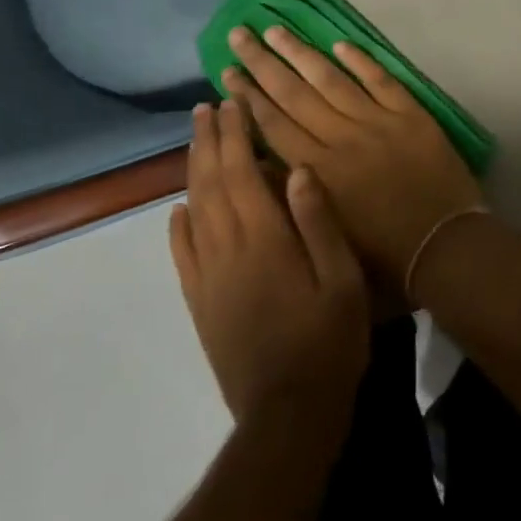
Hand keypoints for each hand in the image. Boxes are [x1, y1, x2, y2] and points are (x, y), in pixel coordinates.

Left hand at [170, 100, 368, 434]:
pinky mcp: (201, 304)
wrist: (287, 416)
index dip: (235, 134)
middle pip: (211, 183)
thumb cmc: (328, 342)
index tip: (232, 103)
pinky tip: (178, 210)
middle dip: (208, 141)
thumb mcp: (343, 280)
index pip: (242, 171)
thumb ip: (318, 222)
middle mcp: (228, 249)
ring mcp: (208, 278)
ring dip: (193, 171)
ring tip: (194, 141)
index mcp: (265, 238)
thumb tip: (297, 169)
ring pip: (193, 211)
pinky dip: (177, 226)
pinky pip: (182, 255)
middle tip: (206, 108)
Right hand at [222, 26, 484, 286]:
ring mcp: (378, 122)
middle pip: (294, 94)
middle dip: (263, 63)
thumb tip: (260, 164)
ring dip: (301, 53)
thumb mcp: (325, 240)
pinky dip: (360, 60)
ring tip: (275, 29)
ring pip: (331, 79)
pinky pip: (380, 80)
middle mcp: (342, 139)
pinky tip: (338, 43)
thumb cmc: (385, 259)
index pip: (274, 125)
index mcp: (319, 172)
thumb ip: (292, 201)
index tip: (228, 72)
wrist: (447, 248)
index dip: (248, 98)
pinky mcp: (411, 115)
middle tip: (240, 34)